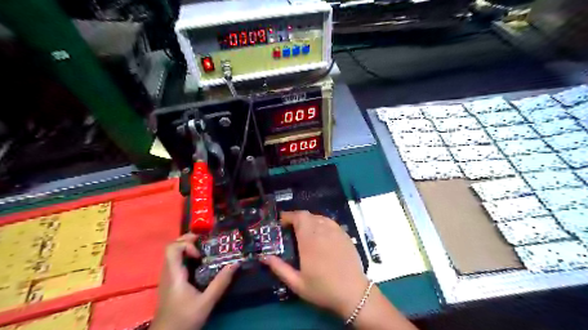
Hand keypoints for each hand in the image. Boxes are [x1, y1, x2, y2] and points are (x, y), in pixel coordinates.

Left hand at [150, 233, 238, 329]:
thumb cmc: (184, 319)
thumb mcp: (206, 302)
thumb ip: (220, 283)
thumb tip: (235, 263)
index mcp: (174, 274)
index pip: (172, 248)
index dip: (187, 244)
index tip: (200, 254)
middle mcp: (168, 272)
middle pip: (172, 247)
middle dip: (189, 240)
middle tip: (205, 242)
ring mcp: (167, 277)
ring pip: (173, 254)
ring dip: (188, 248)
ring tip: (205, 251)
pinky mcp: (170, 282)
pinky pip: (176, 262)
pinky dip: (187, 257)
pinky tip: (200, 264)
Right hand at [260, 211, 366, 316]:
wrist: (353, 293)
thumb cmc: (323, 289)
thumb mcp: (297, 284)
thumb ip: (279, 268)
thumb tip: (263, 257)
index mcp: (309, 241)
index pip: (299, 217)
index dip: (289, 216)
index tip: (282, 221)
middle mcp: (323, 232)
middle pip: (308, 215)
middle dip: (297, 218)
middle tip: (291, 228)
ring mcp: (336, 232)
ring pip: (319, 217)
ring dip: (309, 220)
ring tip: (305, 230)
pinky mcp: (345, 235)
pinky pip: (330, 222)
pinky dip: (321, 223)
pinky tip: (320, 233)